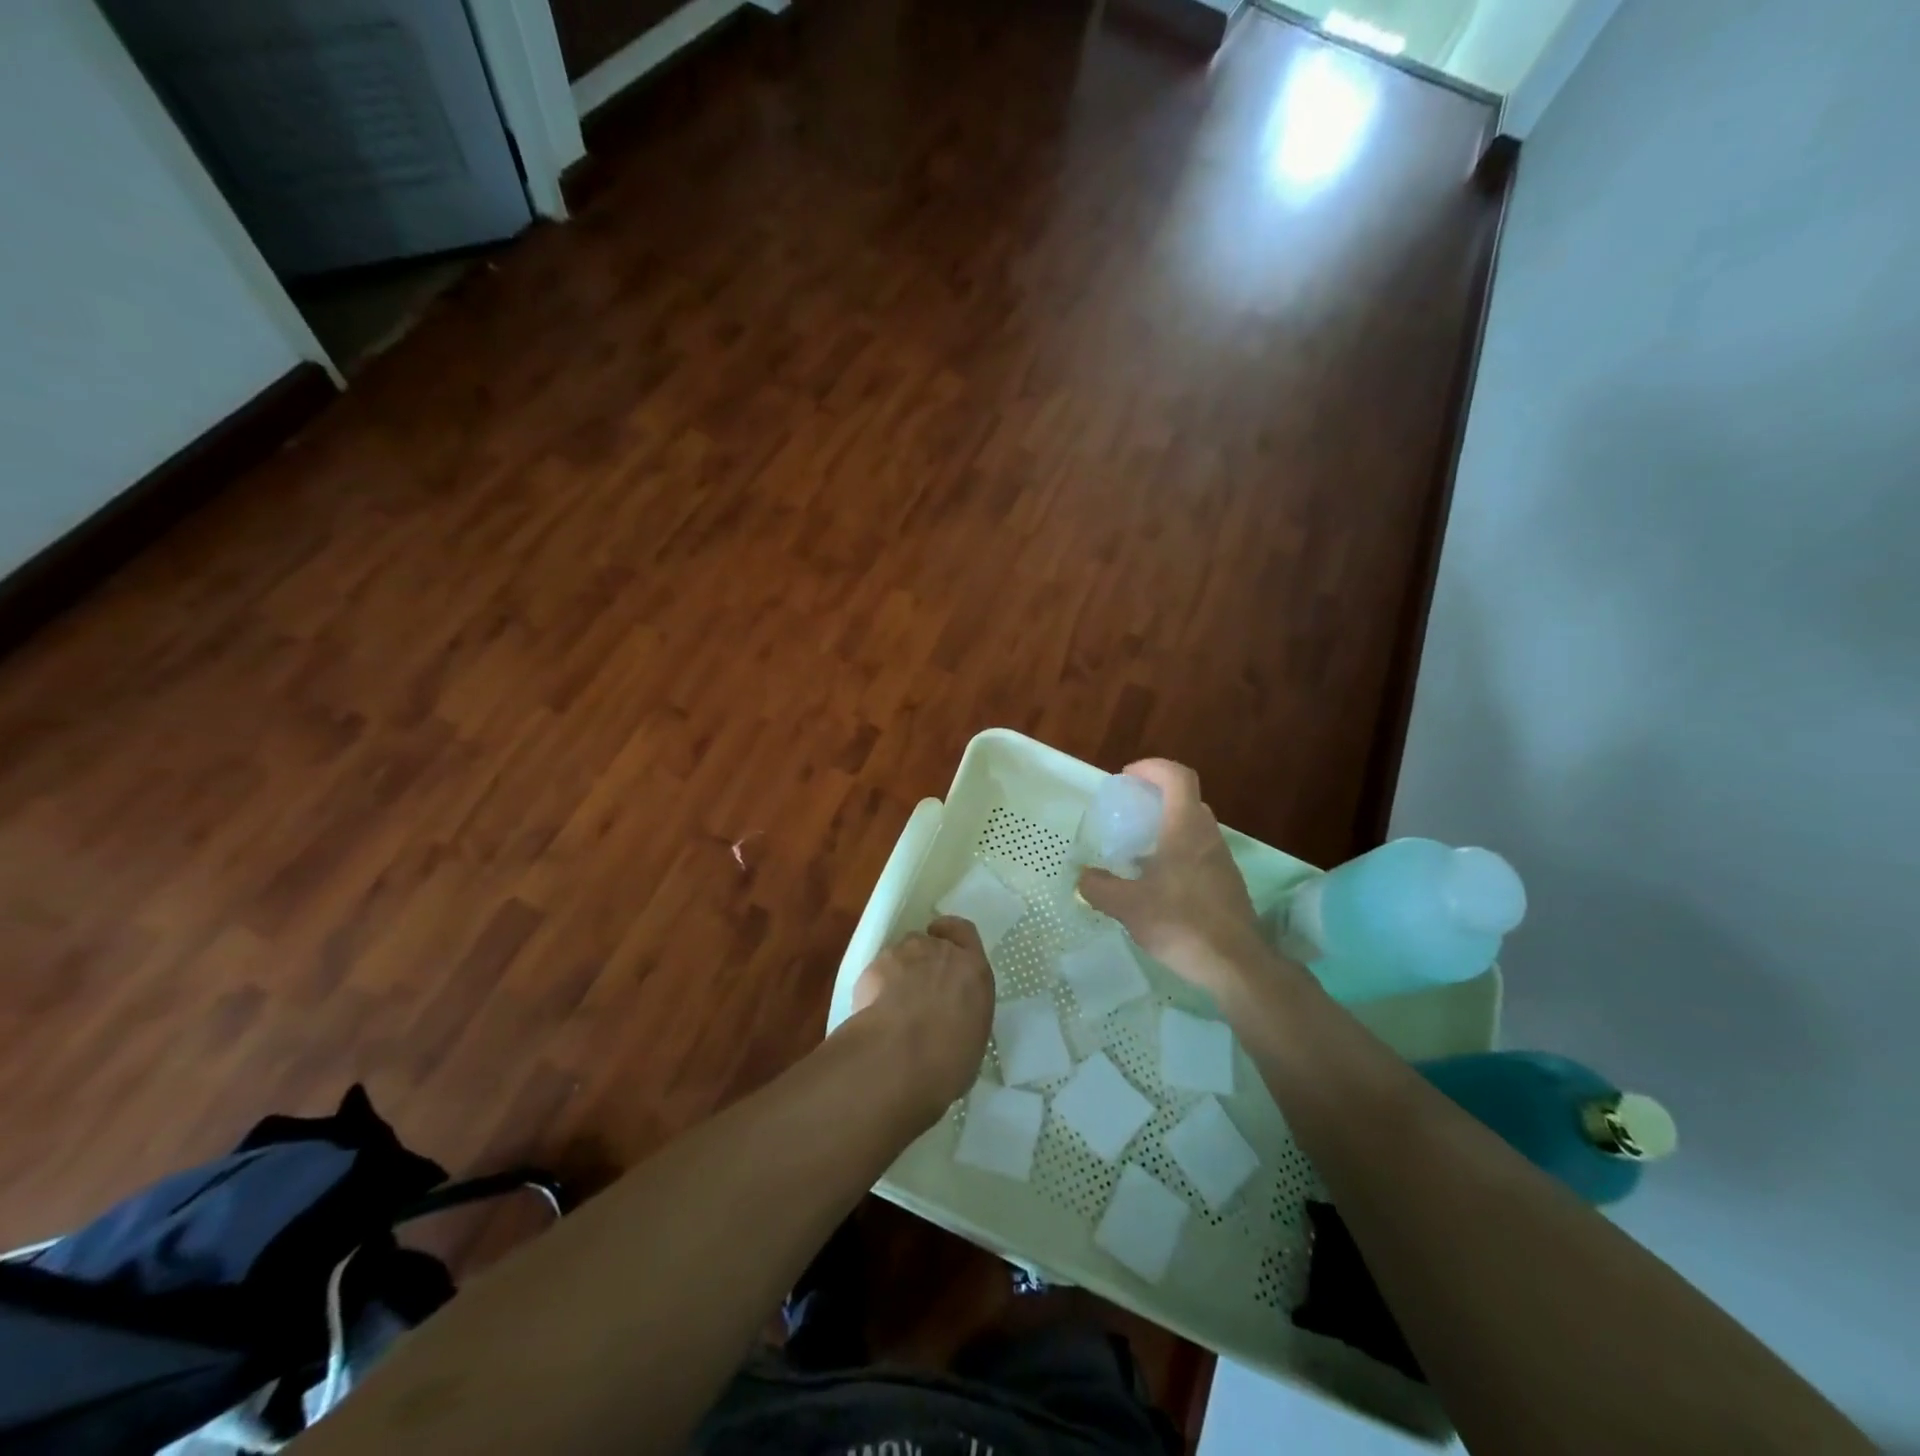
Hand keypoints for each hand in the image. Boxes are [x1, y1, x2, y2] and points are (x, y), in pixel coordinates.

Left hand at [850, 916, 994, 1122]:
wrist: (900, 1056)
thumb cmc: (948, 1060)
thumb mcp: (972, 1041)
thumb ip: (963, 1017)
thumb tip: (952, 1025)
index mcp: (974, 970)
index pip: (964, 932)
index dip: (953, 936)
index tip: (945, 945)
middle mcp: (941, 952)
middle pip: (931, 942)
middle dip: (925, 961)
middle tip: (920, 991)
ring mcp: (904, 954)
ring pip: (902, 953)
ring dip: (900, 971)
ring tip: (894, 1005)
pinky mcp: (874, 966)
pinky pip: (878, 971)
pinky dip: (877, 985)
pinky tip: (874, 1013)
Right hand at [1078, 759, 1266, 997]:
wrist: (1236, 965)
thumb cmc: (1181, 923)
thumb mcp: (1127, 906)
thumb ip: (1099, 887)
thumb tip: (1083, 877)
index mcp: (1185, 828)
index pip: (1177, 776)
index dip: (1152, 768)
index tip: (1127, 777)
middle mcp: (1208, 836)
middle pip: (1186, 800)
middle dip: (1156, 798)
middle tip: (1129, 815)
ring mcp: (1222, 861)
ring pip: (1193, 829)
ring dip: (1167, 829)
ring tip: (1137, 854)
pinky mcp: (1227, 884)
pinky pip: (1199, 854)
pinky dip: (1177, 855)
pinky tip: (1157, 886)